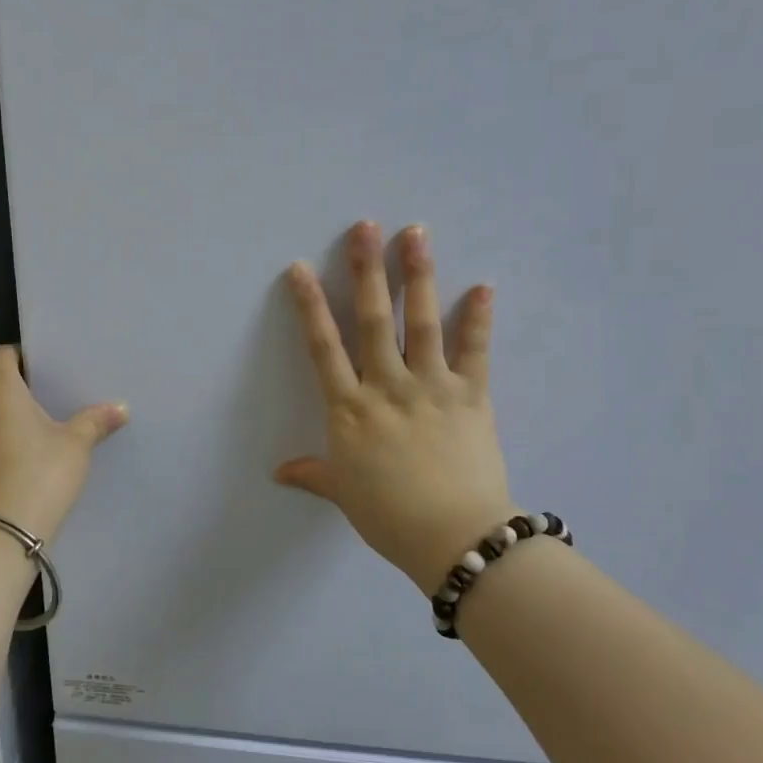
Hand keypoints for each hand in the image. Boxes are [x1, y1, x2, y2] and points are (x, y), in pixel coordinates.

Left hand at [0, 345, 127, 543]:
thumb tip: (122, 408)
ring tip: (23, 423)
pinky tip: (9, 453)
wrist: (0, 531)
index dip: (16, 355)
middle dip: (3, 378)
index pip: (0, 355)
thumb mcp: (76, 447)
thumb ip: (96, 422)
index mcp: (0, 390)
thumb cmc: (40, 475)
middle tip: (34, 392)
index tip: (38, 366)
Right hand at [276, 221, 515, 596]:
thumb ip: (312, 474)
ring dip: (417, 275)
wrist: (453, 536)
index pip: (323, 346)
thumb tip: (278, 473)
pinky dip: (479, 318)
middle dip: (367, 270)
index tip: (301, 268)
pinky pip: (475, 351)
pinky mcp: (471, 396)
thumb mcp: (343, 493)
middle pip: (371, 319)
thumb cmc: (388, 516)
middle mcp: (386, 386)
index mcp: (349, 409)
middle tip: (365, 226)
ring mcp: (431, 387)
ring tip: (415, 233)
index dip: (310, 305)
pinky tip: (483, 286)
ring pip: (421, 321)